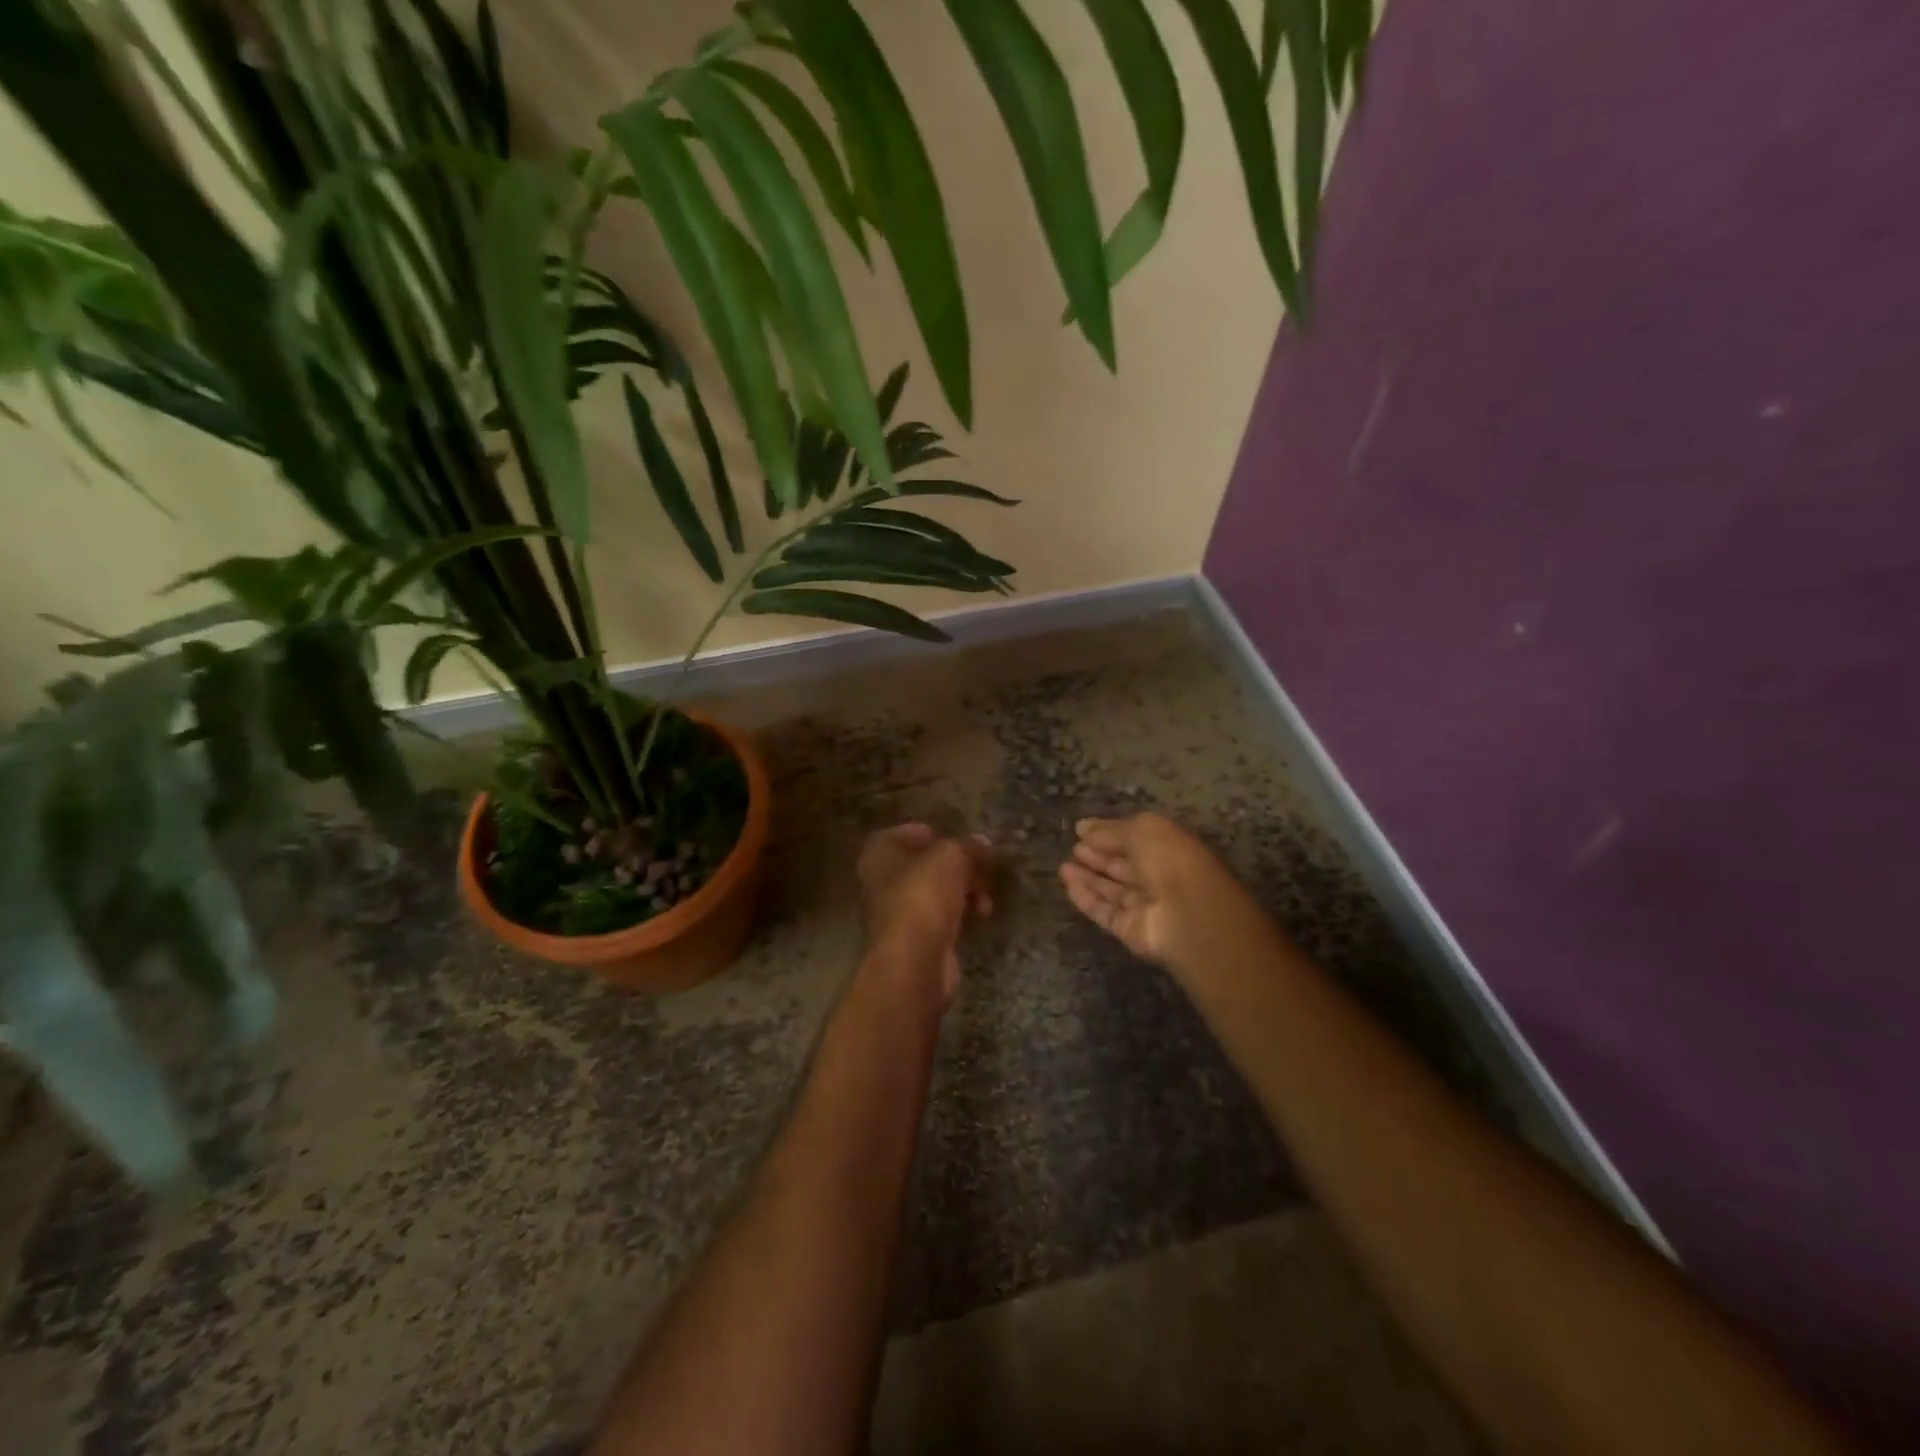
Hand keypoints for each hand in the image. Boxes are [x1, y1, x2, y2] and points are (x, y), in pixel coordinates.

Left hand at [857, 823, 993, 1007]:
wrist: (915, 958)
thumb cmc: (923, 894)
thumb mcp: (951, 856)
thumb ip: (967, 846)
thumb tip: (982, 844)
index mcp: (879, 853)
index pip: (904, 833)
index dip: (933, 834)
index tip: (958, 839)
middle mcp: (881, 881)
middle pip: (924, 865)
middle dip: (956, 866)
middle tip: (981, 868)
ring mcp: (897, 913)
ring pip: (935, 892)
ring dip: (964, 891)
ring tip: (986, 897)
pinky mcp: (915, 939)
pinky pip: (941, 917)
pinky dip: (961, 914)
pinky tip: (980, 916)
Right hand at [1059, 814, 1241, 967]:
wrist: (1188, 914)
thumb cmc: (1170, 860)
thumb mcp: (1141, 831)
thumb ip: (1110, 830)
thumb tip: (1083, 827)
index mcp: (1170, 848)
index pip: (1136, 839)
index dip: (1110, 834)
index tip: (1082, 830)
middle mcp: (1160, 877)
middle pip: (1124, 866)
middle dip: (1099, 856)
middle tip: (1073, 848)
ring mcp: (1146, 906)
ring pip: (1113, 890)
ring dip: (1089, 878)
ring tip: (1063, 866)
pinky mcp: (1131, 930)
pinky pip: (1106, 912)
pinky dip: (1087, 899)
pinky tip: (1068, 885)